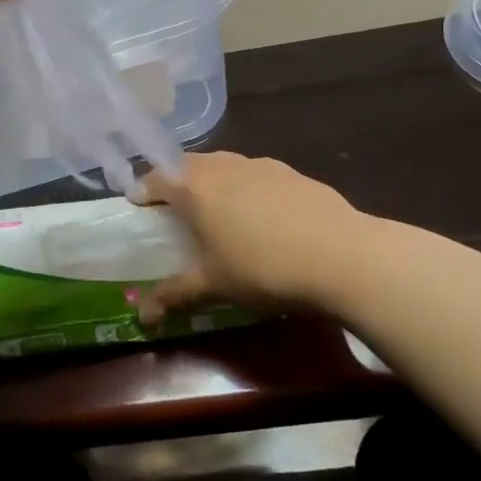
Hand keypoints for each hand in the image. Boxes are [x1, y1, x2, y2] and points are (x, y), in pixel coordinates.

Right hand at [134, 153, 367, 321]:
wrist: (343, 256)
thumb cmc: (263, 269)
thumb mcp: (214, 286)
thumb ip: (175, 294)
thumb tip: (143, 316)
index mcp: (197, 187)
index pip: (158, 177)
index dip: (144, 189)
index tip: (137, 203)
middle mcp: (226, 165)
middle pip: (190, 164)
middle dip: (177, 181)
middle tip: (174, 206)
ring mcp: (262, 165)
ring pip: (226, 165)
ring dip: (213, 180)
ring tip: (217, 209)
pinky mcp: (294, 173)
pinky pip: (257, 174)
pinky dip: (247, 187)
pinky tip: (262, 215)